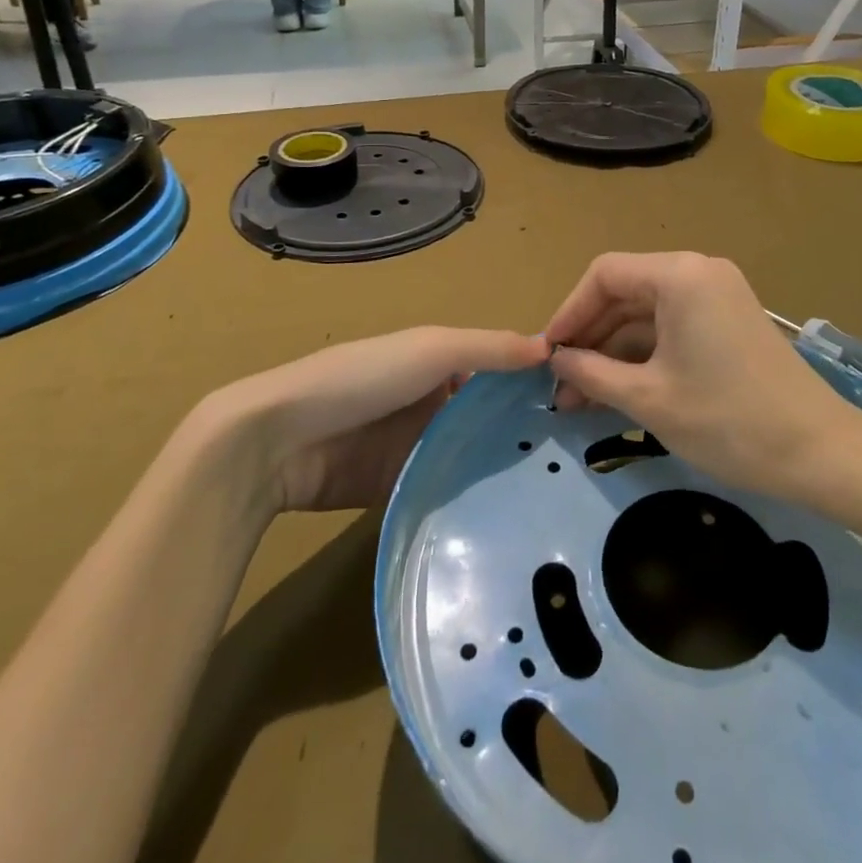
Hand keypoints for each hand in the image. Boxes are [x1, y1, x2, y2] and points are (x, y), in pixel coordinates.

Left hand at [204, 327, 548, 513]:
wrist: (279, 440)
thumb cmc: (363, 377)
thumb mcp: (431, 349)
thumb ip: (488, 350)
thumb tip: (551, 348)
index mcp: (441, 361)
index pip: (499, 369)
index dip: (534, 383)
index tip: (582, 406)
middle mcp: (434, 401)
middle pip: (488, 416)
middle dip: (525, 431)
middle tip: (580, 457)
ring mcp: (416, 447)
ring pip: (470, 456)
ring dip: (502, 468)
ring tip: (558, 490)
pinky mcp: (399, 488)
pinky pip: (444, 491)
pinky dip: (470, 499)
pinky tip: (511, 515)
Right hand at [545, 252, 861, 500]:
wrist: (819, 451)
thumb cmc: (726, 420)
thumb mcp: (648, 398)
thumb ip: (592, 372)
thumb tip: (555, 360)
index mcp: (679, 275)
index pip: (604, 275)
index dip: (569, 312)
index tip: (546, 354)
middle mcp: (698, 272)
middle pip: (625, 292)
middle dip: (590, 338)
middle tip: (560, 386)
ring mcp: (717, 295)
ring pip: (647, 313)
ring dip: (614, 351)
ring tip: (582, 398)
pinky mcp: (728, 321)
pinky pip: (672, 327)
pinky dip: (644, 355)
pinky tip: (619, 391)